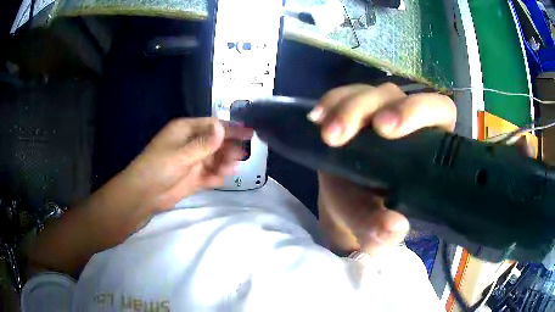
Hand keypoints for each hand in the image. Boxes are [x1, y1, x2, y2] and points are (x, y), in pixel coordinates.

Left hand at [123, 117, 251, 210]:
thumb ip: (204, 144)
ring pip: (215, 159)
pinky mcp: (194, 178)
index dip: (230, 128)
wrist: (144, 194)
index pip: (212, 125)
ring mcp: (193, 161)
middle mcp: (191, 143)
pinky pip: (210, 174)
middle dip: (228, 147)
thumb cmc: (158, 167)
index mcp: (185, 130)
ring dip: (224, 163)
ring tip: (230, 169)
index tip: (249, 132)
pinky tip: (220, 179)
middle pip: (216, 142)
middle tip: (241, 155)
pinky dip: (216, 176)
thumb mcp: (182, 154)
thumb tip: (222, 128)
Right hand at [310, 83, 456, 254]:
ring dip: (345, 108)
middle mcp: (407, 122)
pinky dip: (330, 104)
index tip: (386, 130)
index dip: (418, 111)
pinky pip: (342, 96)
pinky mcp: (353, 111)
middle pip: (394, 96)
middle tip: (343, 134)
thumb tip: (394, 227)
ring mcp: (379, 112)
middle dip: (367, 108)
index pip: (439, 110)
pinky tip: (316, 120)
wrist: (348, 207)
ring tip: (326, 135)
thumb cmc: (372, 218)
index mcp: (429, 147)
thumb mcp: (375, 234)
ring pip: (367, 93)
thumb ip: (383, 234)